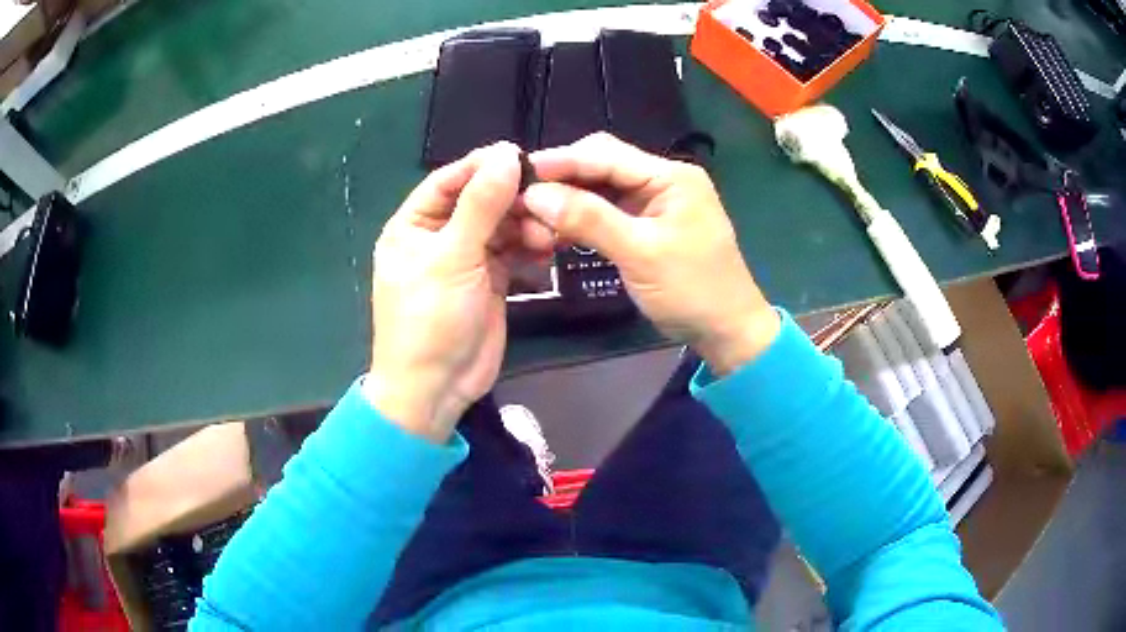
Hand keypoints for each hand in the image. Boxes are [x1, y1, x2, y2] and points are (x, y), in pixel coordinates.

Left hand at [364, 142, 552, 441]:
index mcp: (413, 225)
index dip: (482, 166)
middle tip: (546, 198)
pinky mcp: (489, 280)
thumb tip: (506, 155)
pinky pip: (512, 252)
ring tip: (547, 234)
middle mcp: (438, 237)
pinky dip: (529, 248)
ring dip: (524, 225)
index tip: (522, 156)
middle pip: (479, 201)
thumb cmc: (430, 320)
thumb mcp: (452, 258)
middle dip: (511, 199)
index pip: (449, 181)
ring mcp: (465, 259)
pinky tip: (547, 249)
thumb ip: (480, 205)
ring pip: (500, 226)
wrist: (437, 388)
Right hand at [523, 133, 780, 374]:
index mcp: (670, 176)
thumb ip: (589, 219)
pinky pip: (608, 211)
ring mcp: (655, 202)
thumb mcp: (640, 253)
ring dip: (569, 200)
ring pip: (601, 189)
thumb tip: (535, 194)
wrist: (726, 330)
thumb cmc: (692, 290)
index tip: (518, 172)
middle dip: (562, 179)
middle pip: (602, 165)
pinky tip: (556, 228)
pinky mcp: (648, 224)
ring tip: (532, 214)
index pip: (606, 155)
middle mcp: (663, 179)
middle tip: (522, 196)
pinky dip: (582, 218)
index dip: (561, 161)